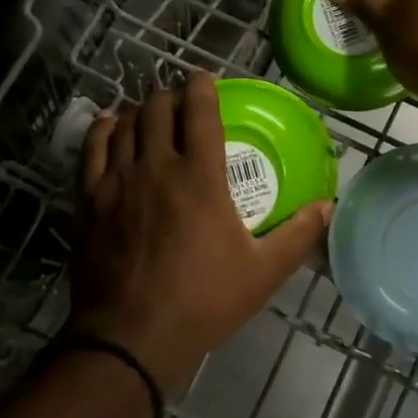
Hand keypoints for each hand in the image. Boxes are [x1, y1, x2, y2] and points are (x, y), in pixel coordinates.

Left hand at [70, 74, 329, 395]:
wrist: (131, 337)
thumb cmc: (203, 301)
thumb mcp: (262, 272)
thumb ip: (297, 234)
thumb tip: (328, 206)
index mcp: (200, 176)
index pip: (199, 110)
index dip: (202, 86)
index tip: (207, 80)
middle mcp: (156, 166)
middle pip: (157, 108)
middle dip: (170, 97)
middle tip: (181, 104)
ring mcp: (117, 180)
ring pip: (124, 122)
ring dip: (139, 111)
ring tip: (149, 115)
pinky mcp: (89, 199)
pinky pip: (92, 148)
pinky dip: (102, 129)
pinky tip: (109, 125)